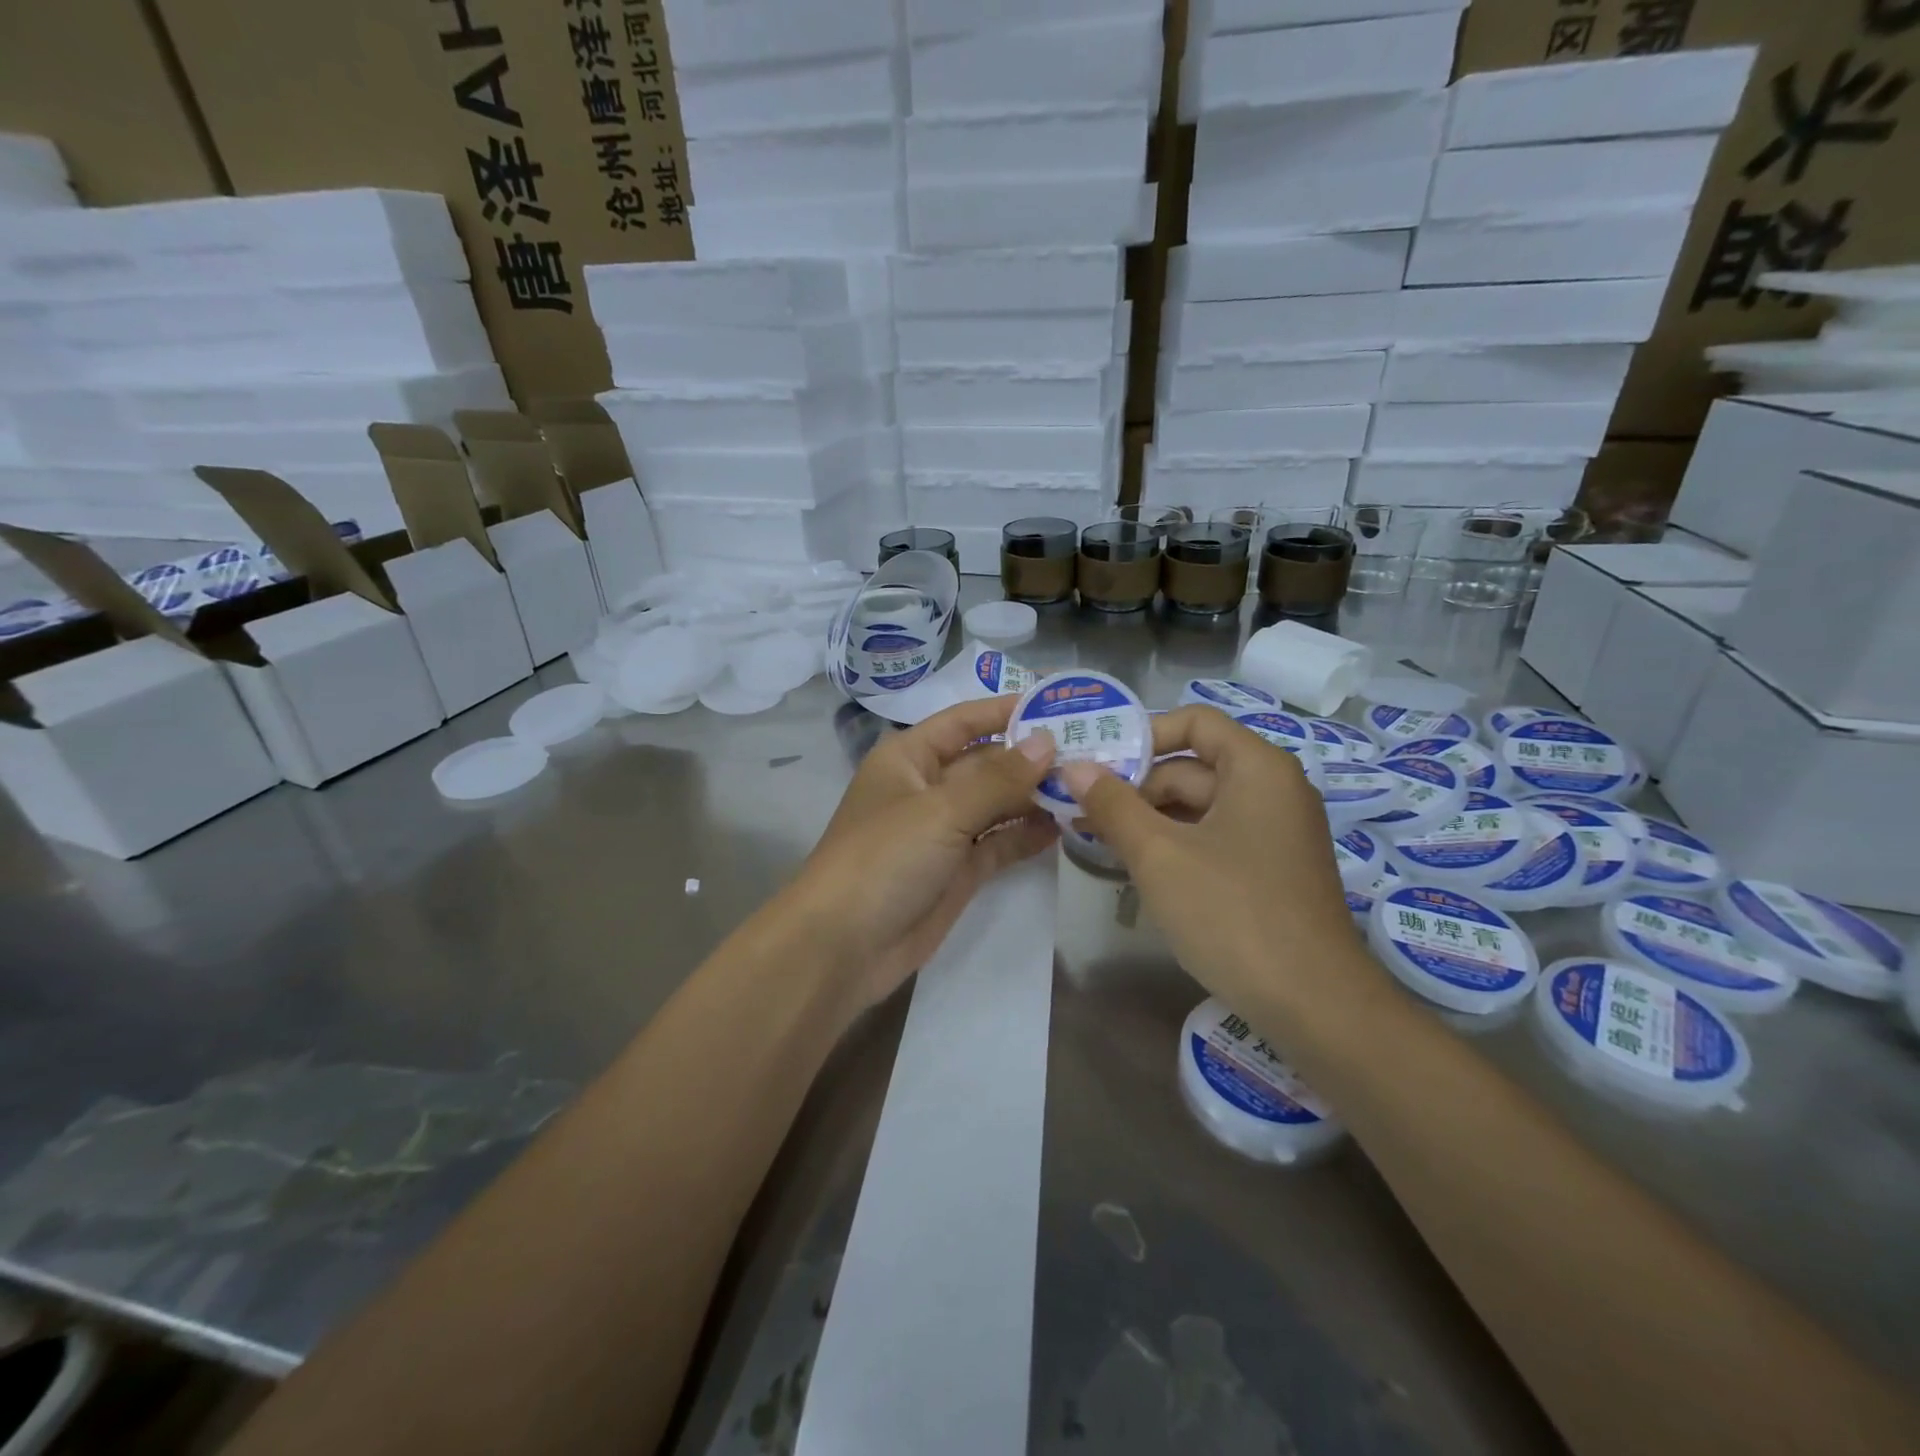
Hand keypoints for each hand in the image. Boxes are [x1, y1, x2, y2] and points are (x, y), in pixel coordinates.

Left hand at [783, 696, 1058, 1012]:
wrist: (842, 947)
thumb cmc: (884, 858)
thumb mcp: (940, 810)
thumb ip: (998, 778)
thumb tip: (1047, 741)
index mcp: (910, 758)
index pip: (964, 721)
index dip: (1007, 711)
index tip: (1060, 704)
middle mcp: (928, 788)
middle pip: (987, 762)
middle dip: (1032, 757)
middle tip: (1093, 751)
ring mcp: (944, 832)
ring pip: (997, 804)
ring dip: (1036, 796)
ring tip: (1088, 787)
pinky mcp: (958, 871)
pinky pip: (999, 843)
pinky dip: (1027, 834)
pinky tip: (1065, 826)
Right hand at [1059, 706, 1375, 1014]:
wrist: (1314, 1006)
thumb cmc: (1233, 914)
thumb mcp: (1159, 854)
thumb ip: (1113, 804)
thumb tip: (1074, 765)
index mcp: (1258, 768)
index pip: (1194, 721)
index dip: (1142, 734)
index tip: (1096, 761)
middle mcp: (1273, 790)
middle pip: (1193, 766)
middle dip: (1136, 785)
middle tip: (1080, 807)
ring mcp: (1275, 833)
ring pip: (1201, 807)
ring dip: (1150, 818)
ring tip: (1097, 837)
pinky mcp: (1272, 871)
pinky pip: (1215, 838)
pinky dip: (1175, 844)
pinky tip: (1137, 866)